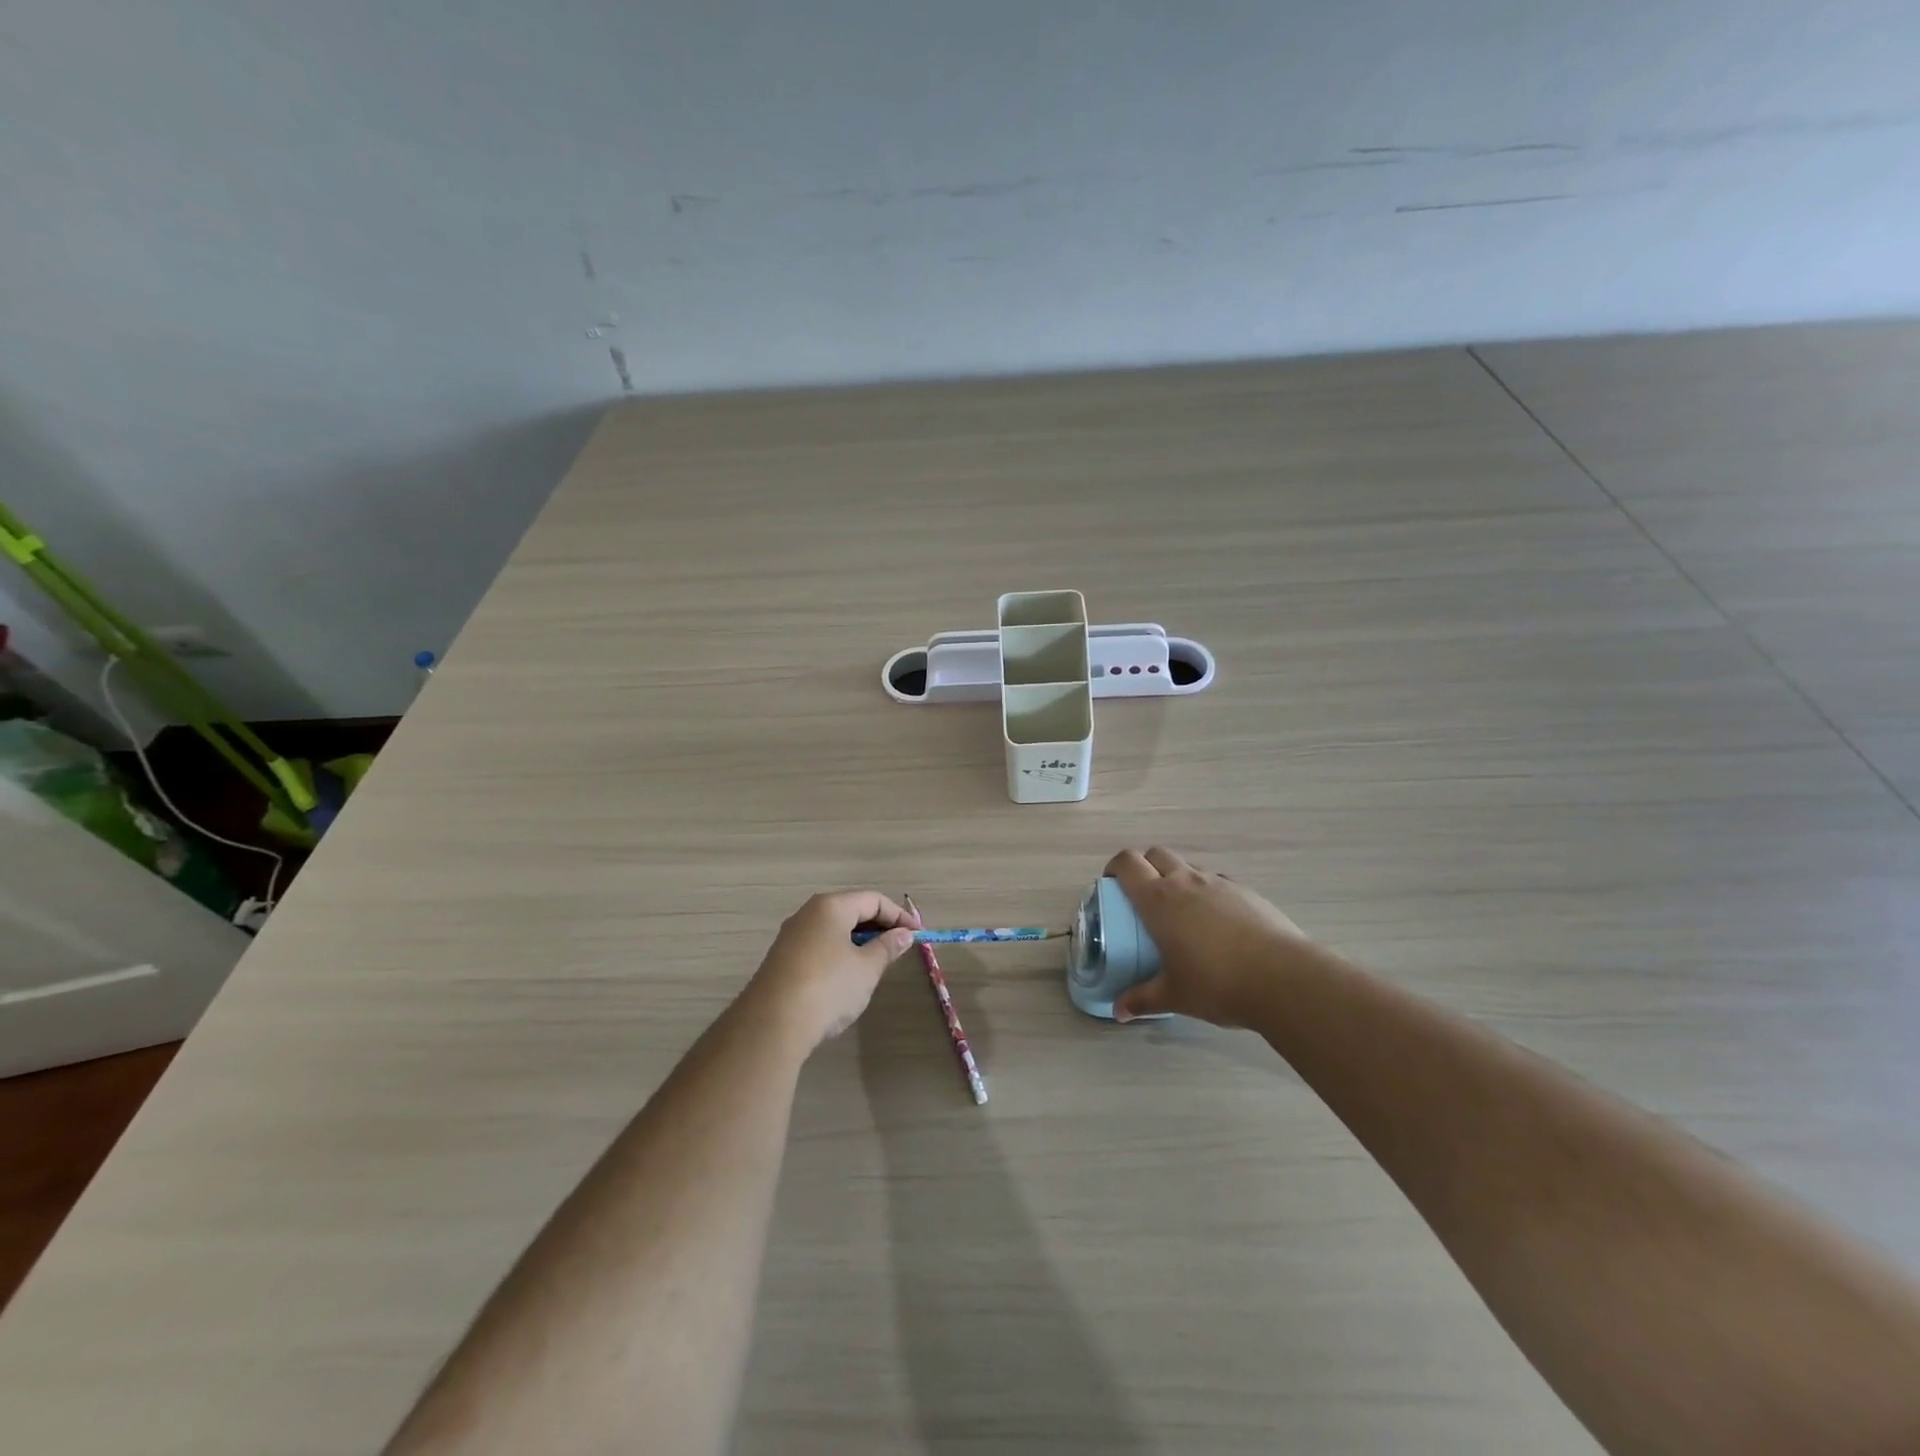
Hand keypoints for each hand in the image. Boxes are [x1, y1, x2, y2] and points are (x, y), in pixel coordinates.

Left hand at [748, 891, 914, 1048]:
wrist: (771, 1025)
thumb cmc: (828, 988)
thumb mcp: (867, 968)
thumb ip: (887, 947)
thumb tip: (904, 934)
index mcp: (830, 906)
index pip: (873, 900)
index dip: (899, 916)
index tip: (917, 935)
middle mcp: (808, 913)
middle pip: (851, 910)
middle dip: (878, 927)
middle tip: (899, 948)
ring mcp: (791, 936)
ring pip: (833, 929)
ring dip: (858, 941)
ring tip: (876, 964)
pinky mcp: (781, 959)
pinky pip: (818, 945)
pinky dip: (839, 953)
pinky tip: (846, 978)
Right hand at [1106, 847, 1311, 1026]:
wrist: (1284, 979)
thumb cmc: (1216, 983)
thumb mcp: (1173, 996)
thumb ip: (1142, 1000)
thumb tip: (1118, 1012)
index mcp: (1159, 899)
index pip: (1128, 863)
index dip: (1115, 867)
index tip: (1111, 885)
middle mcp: (1186, 881)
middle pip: (1157, 854)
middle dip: (1145, 866)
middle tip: (1142, 896)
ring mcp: (1220, 883)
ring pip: (1189, 866)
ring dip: (1177, 878)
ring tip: (1181, 913)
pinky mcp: (1248, 893)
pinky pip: (1218, 882)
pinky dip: (1208, 893)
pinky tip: (1217, 925)